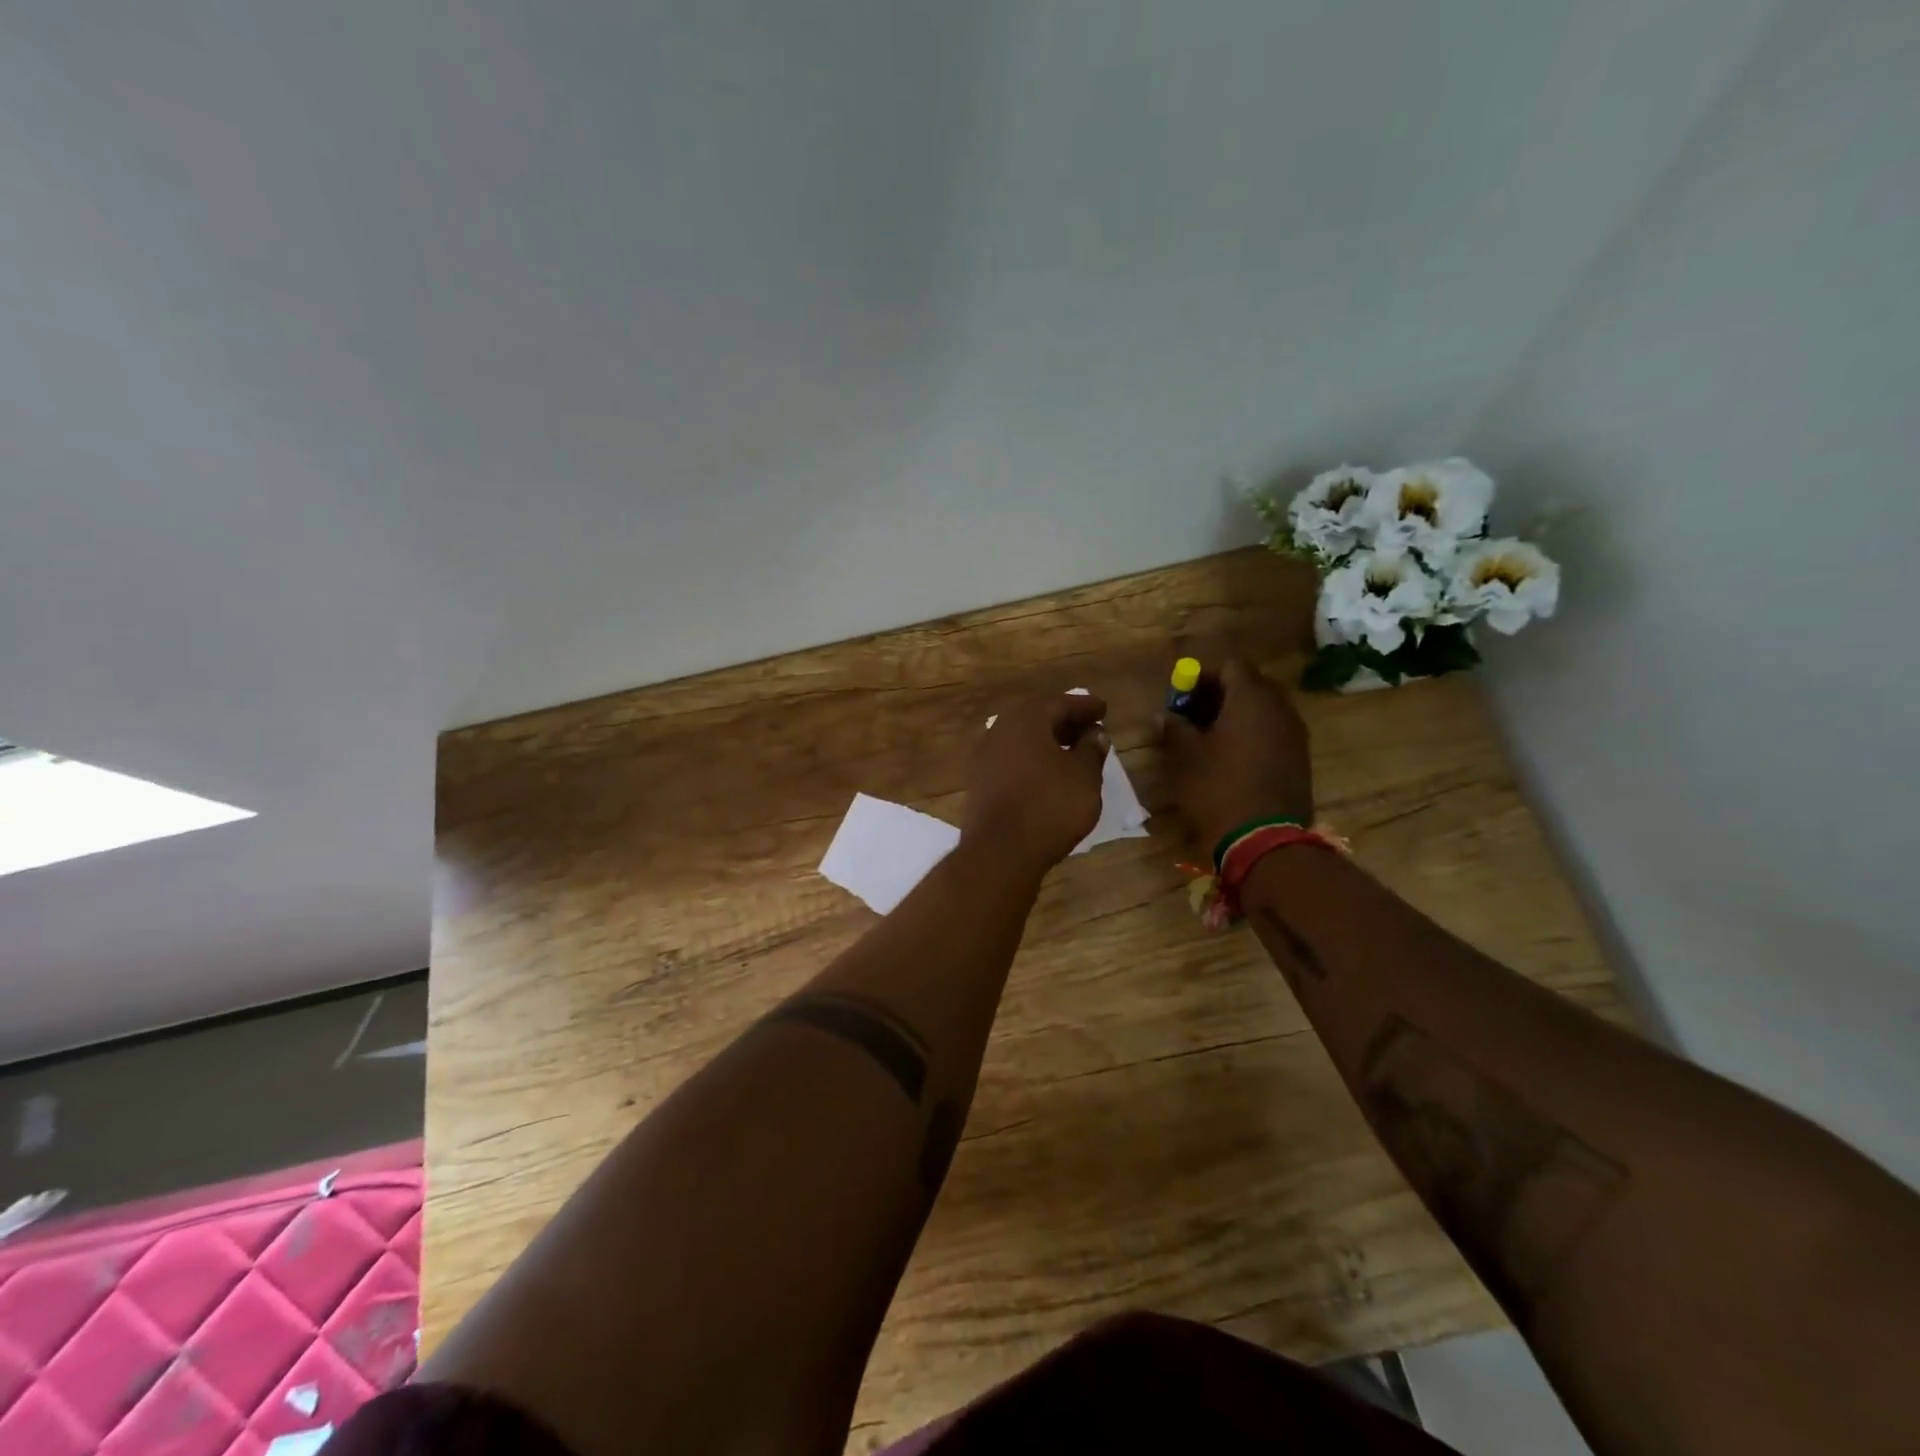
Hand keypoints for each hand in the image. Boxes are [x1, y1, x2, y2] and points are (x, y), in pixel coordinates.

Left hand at [961, 692, 1109, 874]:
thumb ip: (1091, 750)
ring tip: (1072, 752)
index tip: (1103, 710)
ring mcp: (985, 757)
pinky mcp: (980, 783)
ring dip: (1047, 741)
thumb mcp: (1084, 776)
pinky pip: (1012, 760)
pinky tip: (1048, 774)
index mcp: (1026, 720)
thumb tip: (1094, 734)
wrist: (999, 851)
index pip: (1059, 702)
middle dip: (1064, 721)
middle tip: (1088, 728)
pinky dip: (1032, 760)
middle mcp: (1000, 731)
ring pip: (1022, 739)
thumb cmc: (1049, 806)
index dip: (1084, 706)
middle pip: (1036, 718)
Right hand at [1158, 658, 1313, 852]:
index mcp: (1252, 699)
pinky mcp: (1299, 759)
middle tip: (1192, 712)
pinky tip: (1230, 756)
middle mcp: (1280, 709)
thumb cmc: (1218, 790)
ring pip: (1264, 708)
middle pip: (1250, 683)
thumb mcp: (1184, 758)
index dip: (1202, 674)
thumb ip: (1174, 728)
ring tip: (1208, 736)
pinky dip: (1251, 733)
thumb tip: (1165, 715)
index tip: (1180, 695)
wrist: (1264, 842)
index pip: (1230, 665)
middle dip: (1219, 692)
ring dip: (1236, 713)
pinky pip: (1273, 731)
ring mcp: (1295, 735)